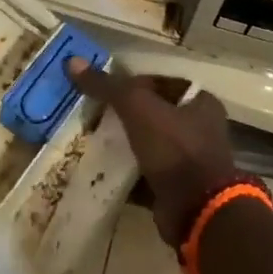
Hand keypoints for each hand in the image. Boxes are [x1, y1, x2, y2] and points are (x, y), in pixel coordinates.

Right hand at [67, 58, 237, 244]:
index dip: (131, 83)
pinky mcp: (174, 189)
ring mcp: (187, 162)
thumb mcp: (138, 107)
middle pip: (152, 114)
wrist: (197, 212)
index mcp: (200, 102)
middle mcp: (198, 129)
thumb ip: (107, 86)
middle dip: (122, 115)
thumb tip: (72, 62)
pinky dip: (122, 173)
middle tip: (89, 112)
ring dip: (121, 144)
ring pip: (146, 145)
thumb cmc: (175, 148)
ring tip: (87, 138)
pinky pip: (142, 175)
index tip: (102, 88)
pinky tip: (96, 169)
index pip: (160, 83)